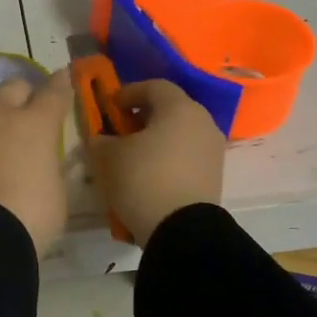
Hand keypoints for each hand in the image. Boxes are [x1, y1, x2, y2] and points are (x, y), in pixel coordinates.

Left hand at [0, 69, 74, 256]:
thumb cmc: (31, 216)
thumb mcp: (57, 192)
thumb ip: (51, 166)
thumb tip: (45, 160)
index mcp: (37, 124)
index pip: (54, 92)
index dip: (61, 84)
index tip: (64, 78)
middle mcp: (1, 115)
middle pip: (13, 86)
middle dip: (24, 94)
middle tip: (27, 110)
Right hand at [89, 78, 224, 244]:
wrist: (181, 229)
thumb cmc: (143, 179)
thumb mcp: (109, 157)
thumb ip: (101, 140)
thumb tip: (102, 139)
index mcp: (180, 108)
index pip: (154, 86)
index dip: (129, 92)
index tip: (110, 105)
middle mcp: (203, 122)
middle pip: (170, 110)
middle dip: (143, 117)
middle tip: (120, 130)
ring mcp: (213, 150)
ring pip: (180, 134)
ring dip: (157, 139)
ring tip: (133, 156)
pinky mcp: (214, 176)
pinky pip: (187, 157)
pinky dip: (168, 159)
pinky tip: (149, 175)